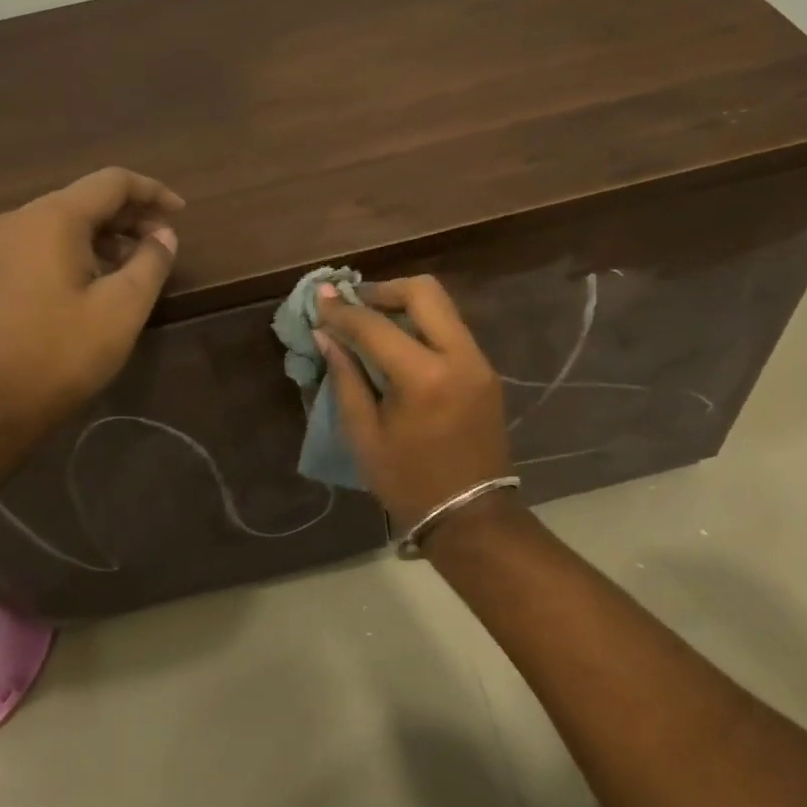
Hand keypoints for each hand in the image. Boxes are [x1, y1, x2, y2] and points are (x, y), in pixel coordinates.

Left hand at [0, 167, 183, 439]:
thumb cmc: (60, 356)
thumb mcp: (121, 310)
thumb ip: (150, 263)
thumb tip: (163, 235)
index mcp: (51, 219)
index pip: (111, 182)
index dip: (152, 192)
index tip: (181, 214)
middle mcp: (16, 220)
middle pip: (83, 199)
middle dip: (129, 217)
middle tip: (162, 245)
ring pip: (61, 223)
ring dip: (104, 236)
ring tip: (134, 267)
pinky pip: (39, 245)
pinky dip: (75, 251)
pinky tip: (93, 283)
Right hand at [316, 276, 512, 533]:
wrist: (471, 516)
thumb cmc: (409, 482)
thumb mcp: (364, 435)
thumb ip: (345, 378)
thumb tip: (326, 334)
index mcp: (425, 378)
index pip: (376, 326)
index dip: (343, 311)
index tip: (321, 298)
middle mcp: (460, 357)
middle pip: (424, 292)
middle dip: (384, 290)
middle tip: (354, 305)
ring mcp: (479, 362)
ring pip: (443, 307)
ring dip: (405, 305)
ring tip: (372, 321)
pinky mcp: (486, 371)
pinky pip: (452, 329)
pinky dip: (423, 325)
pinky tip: (399, 343)